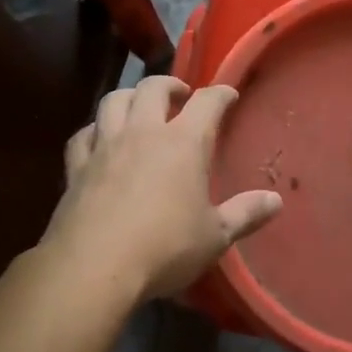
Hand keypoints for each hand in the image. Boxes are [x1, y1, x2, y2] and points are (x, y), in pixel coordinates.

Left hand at [44, 76, 282, 303]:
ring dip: (130, 96)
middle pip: (153, 88)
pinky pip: (84, 134)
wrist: (94, 267)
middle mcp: (143, 133)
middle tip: (180, 95)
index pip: (206, 103)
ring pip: (114, 101)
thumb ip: (245, 214)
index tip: (228, 95)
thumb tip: (275, 201)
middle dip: (170, 85)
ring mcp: (105, 147)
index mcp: (183, 143)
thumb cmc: (165, 248)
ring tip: (139, 105)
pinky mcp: (76, 167)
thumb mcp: (215, 236)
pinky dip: (95, 129)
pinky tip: (98, 138)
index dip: (220, 94)